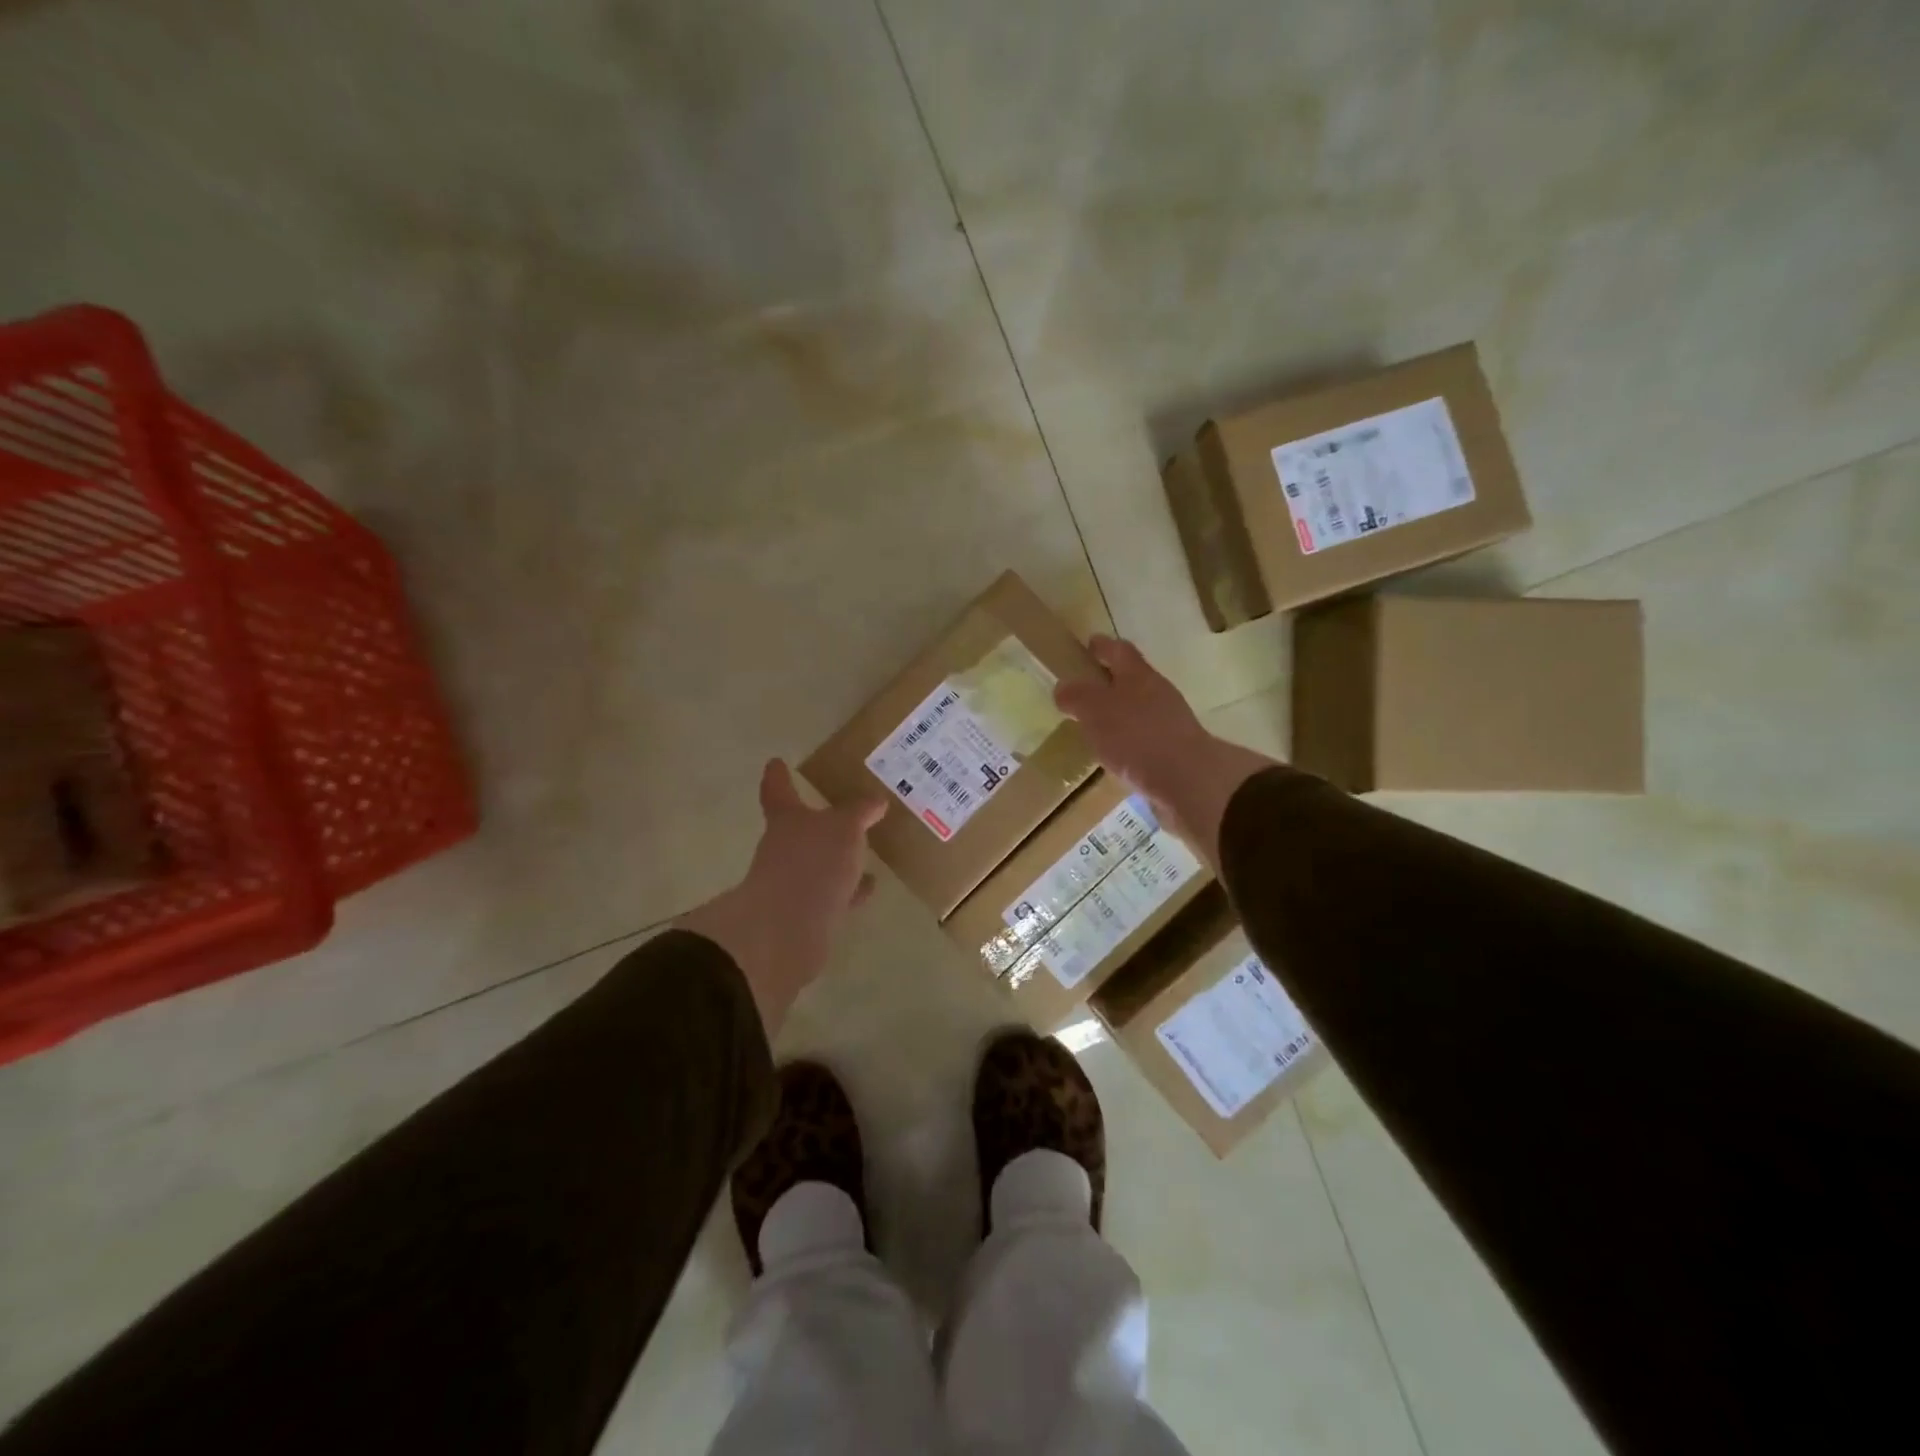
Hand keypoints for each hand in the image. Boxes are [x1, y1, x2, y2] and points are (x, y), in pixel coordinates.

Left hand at [679, 760, 885, 1035]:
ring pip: (818, 864)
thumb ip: (859, 812)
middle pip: (798, 829)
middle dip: (816, 822)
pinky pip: (831, 894)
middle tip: (841, 811)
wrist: (787, 931)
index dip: (778, 776)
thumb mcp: (845, 828)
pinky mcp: (804, 915)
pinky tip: (867, 889)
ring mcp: (791, 883)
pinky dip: (847, 890)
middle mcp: (783, 849)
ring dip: (838, 859)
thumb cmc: (812, 864)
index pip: (779, 791)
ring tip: (865, 853)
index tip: (775, 762)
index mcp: (787, 820)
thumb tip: (875, 801)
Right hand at [1055, 635, 1276, 867]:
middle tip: (1084, 690)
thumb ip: (1077, 696)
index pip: (1119, 650)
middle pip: (1131, 678)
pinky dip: (1128, 739)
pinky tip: (1115, 754)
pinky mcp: (1173, 750)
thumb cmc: (1137, 736)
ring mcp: (1169, 722)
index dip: (1103, 646)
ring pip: (1139, 708)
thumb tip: (1063, 687)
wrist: (1188, 780)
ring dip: (1119, 713)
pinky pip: (1144, 737)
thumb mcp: (1095, 711)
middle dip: (1109, 681)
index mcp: (1138, 675)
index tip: (1088, 644)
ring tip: (1095, 725)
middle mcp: (1157, 692)